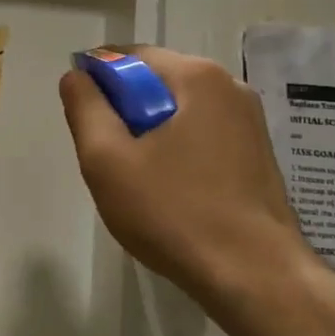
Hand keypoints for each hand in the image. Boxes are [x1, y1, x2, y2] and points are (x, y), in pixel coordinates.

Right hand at [59, 47, 315, 318]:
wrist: (257, 279)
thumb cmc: (175, 212)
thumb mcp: (107, 159)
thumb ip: (85, 107)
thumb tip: (76, 76)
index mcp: (196, 76)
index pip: (128, 56)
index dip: (96, 83)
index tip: (85, 123)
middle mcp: (229, 87)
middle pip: (155, 83)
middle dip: (124, 112)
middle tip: (109, 158)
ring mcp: (249, 122)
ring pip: (177, 111)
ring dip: (150, 134)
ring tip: (139, 181)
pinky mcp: (258, 154)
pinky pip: (201, 135)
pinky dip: (177, 152)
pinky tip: (171, 193)